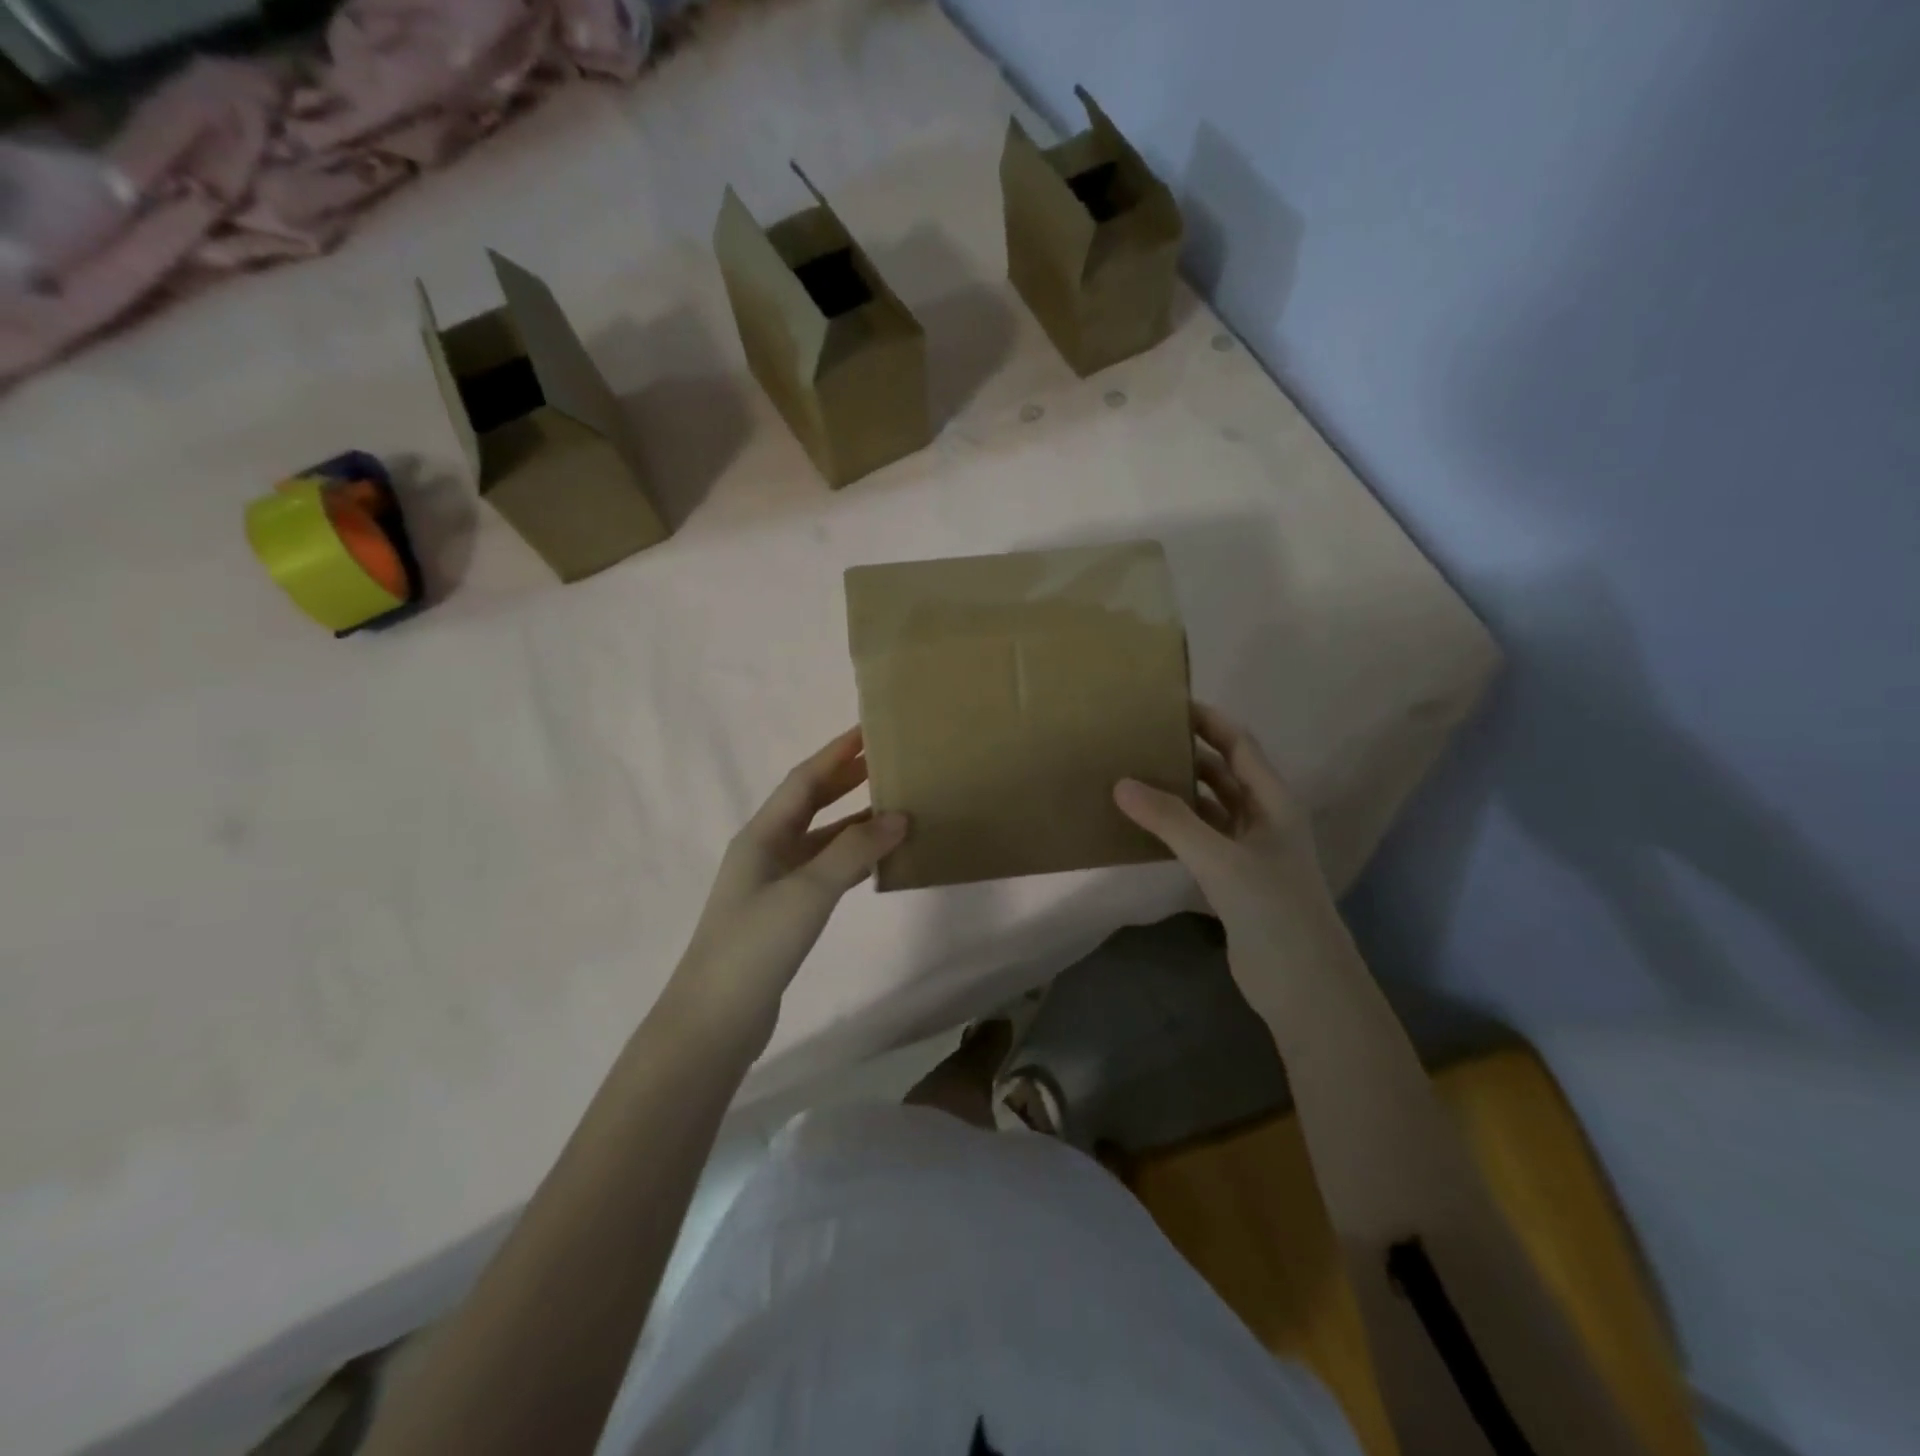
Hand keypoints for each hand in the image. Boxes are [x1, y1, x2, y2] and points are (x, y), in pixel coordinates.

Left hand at [671, 728, 906, 1045]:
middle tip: (887, 761)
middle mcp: (765, 851)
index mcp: (762, 835)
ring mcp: (773, 884)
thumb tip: (900, 815)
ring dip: (853, 821)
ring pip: (820, 839)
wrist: (715, 1020)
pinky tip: (877, 861)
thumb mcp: (807, 891)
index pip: (804, 779)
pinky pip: (824, 871)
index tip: (869, 729)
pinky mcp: (784, 914)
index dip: (837, 753)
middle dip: (846, 779)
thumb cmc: (755, 945)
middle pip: (810, 803)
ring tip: (895, 806)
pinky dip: (851, 859)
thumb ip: (853, 851)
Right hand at [1115, 703, 1336, 953]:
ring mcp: (1249, 851)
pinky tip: (1144, 825)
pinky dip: (1176, 827)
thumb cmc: (1273, 909)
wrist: (1304, 985)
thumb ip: (1170, 820)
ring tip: (1133, 774)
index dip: (1208, 720)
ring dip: (1179, 791)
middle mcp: (1264, 818)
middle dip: (1187, 753)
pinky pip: (1200, 839)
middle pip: (1223, 772)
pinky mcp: (1233, 880)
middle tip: (1139, 739)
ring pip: (1210, 807)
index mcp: (1274, 801)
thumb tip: (1121, 783)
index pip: (1239, 744)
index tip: (1166, 703)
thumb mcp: (1219, 859)